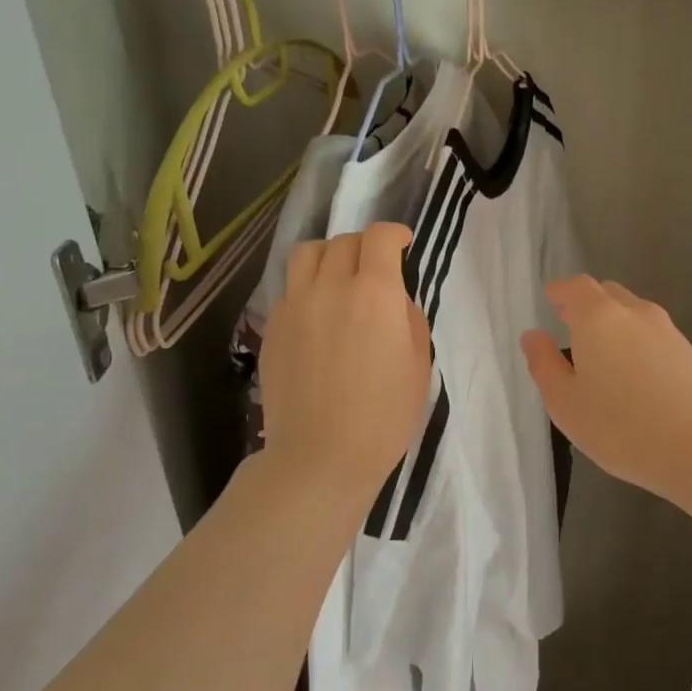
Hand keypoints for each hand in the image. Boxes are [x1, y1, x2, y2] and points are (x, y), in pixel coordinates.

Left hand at [261, 223, 431, 502]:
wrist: (321, 456)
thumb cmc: (384, 417)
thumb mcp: (419, 366)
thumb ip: (409, 320)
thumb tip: (394, 301)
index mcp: (374, 295)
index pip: (379, 238)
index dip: (394, 234)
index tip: (403, 244)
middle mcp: (330, 288)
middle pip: (343, 241)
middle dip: (365, 246)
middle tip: (376, 267)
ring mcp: (294, 306)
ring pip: (307, 254)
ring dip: (329, 255)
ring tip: (339, 278)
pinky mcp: (272, 327)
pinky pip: (290, 288)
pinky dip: (308, 287)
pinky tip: (319, 315)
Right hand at [520, 276, 691, 504]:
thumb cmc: (621, 428)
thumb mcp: (565, 403)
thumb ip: (544, 365)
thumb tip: (533, 336)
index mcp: (598, 318)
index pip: (576, 287)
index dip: (561, 292)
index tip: (551, 301)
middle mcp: (635, 313)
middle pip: (607, 294)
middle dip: (586, 304)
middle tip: (571, 326)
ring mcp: (668, 331)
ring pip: (634, 313)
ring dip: (614, 324)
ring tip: (603, 356)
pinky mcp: (691, 353)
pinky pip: (654, 335)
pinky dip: (637, 343)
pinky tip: (635, 376)